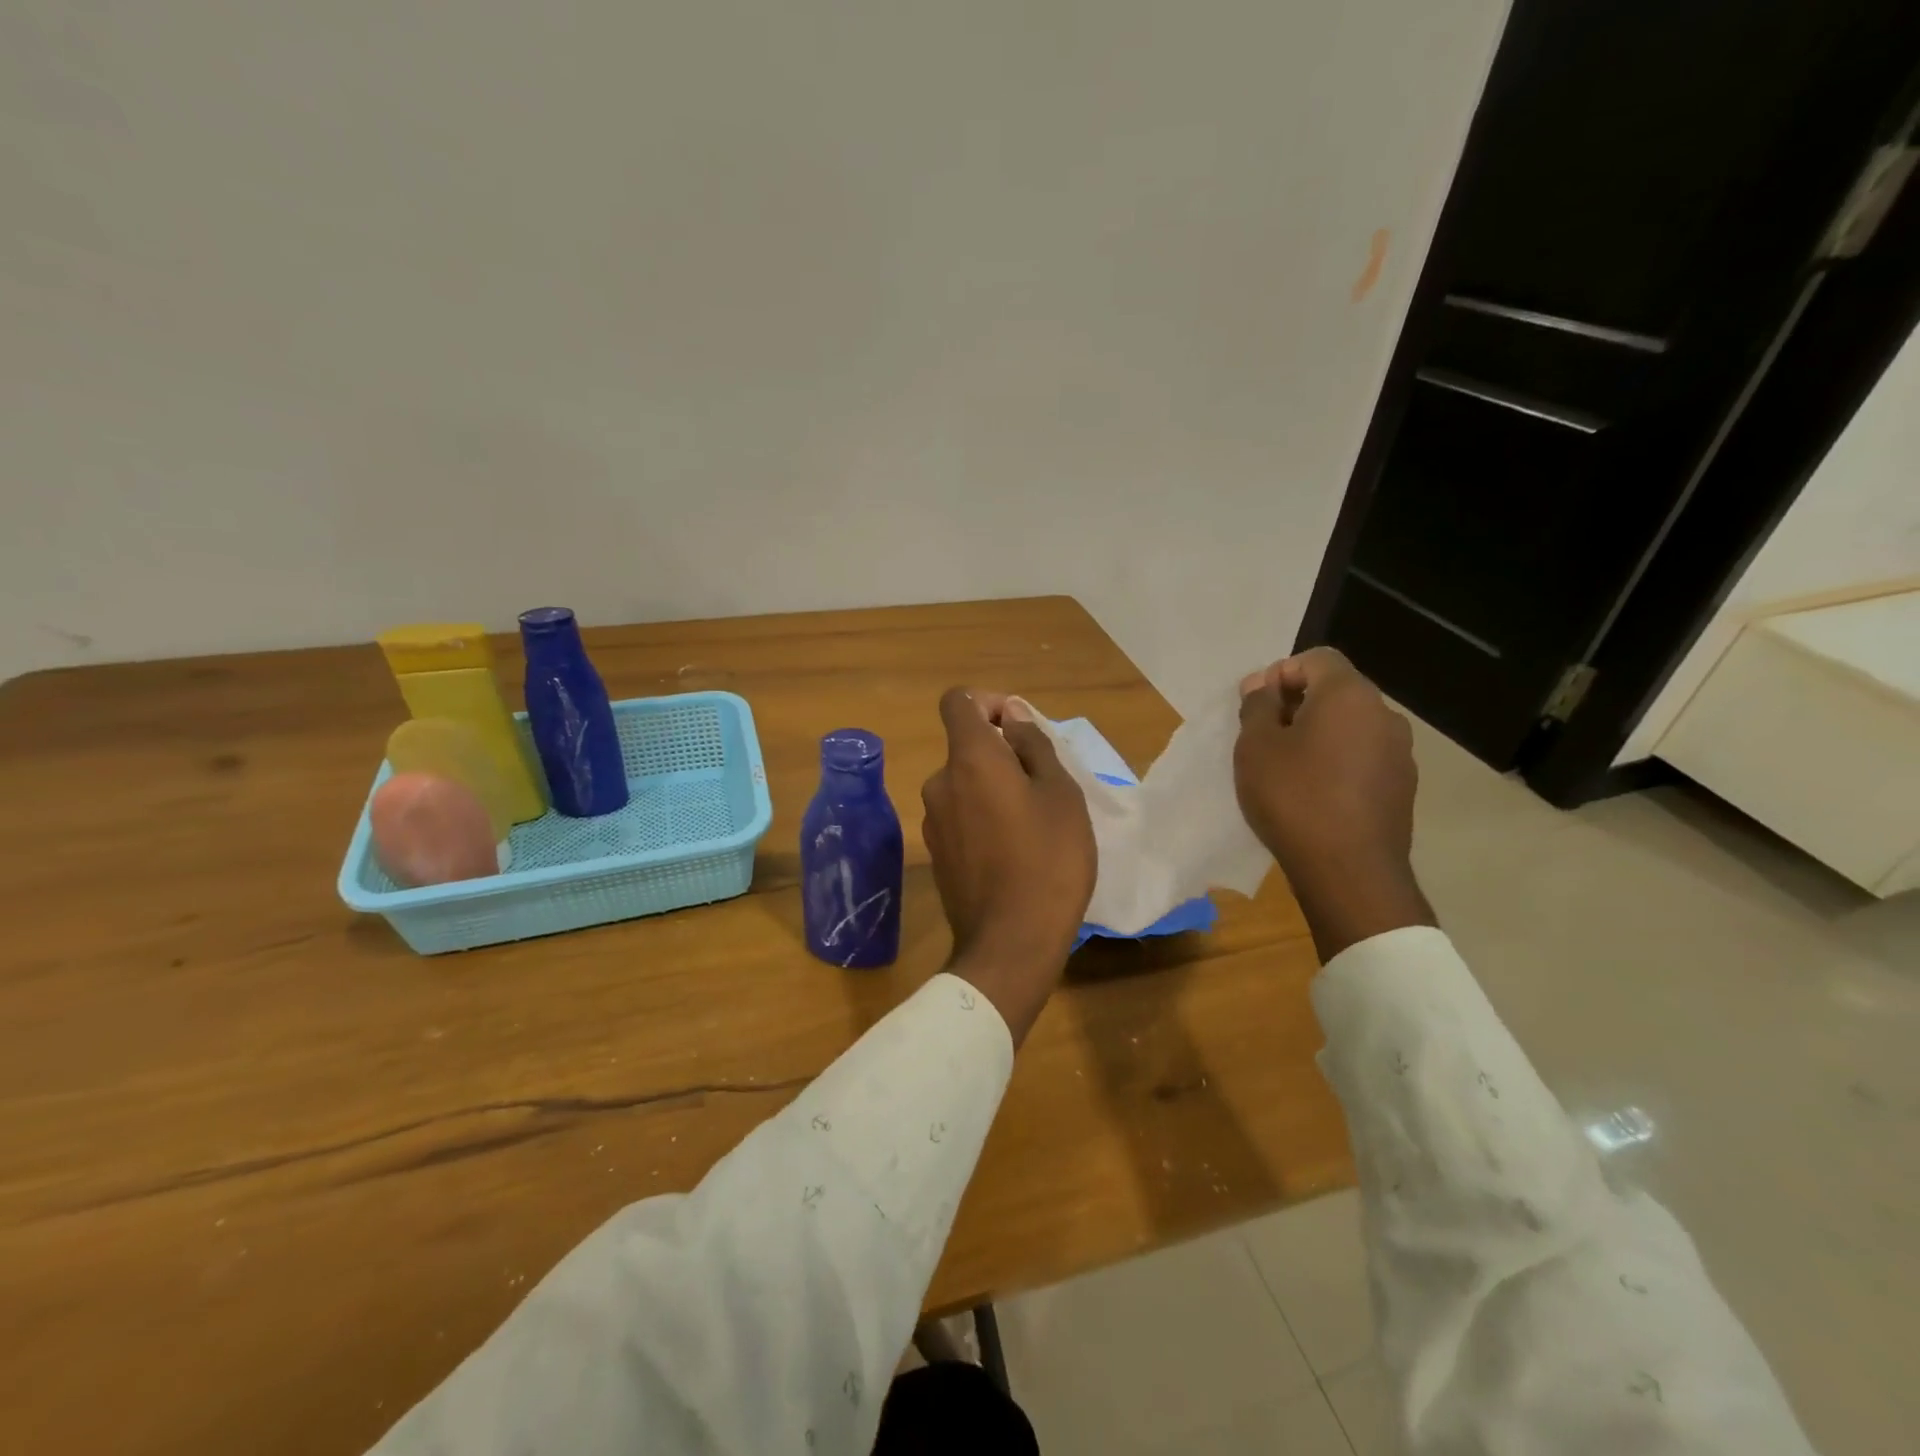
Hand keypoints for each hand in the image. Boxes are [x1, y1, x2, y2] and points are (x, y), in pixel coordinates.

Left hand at [920, 688, 1095, 1043]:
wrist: (1010, 943)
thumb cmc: (1048, 859)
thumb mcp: (1060, 793)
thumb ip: (1033, 745)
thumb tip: (1012, 716)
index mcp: (968, 759)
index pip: (958, 701)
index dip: (988, 702)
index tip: (1019, 726)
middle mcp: (939, 782)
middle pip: (965, 746)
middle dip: (1001, 753)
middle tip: (1043, 784)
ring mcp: (932, 820)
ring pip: (964, 784)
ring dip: (993, 787)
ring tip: (1033, 822)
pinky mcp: (935, 853)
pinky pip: (960, 815)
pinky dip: (982, 816)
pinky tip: (1013, 850)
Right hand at [1235, 648, 1433, 960]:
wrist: (1349, 871)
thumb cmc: (1293, 797)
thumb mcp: (1256, 747)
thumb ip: (1258, 706)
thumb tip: (1262, 685)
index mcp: (1349, 695)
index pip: (1317, 659)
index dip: (1282, 673)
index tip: (1257, 707)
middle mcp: (1384, 714)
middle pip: (1337, 691)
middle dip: (1298, 704)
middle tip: (1264, 736)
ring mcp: (1400, 753)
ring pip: (1351, 726)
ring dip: (1319, 734)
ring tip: (1287, 767)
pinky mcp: (1402, 787)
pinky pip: (1363, 756)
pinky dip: (1338, 761)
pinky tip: (1314, 793)